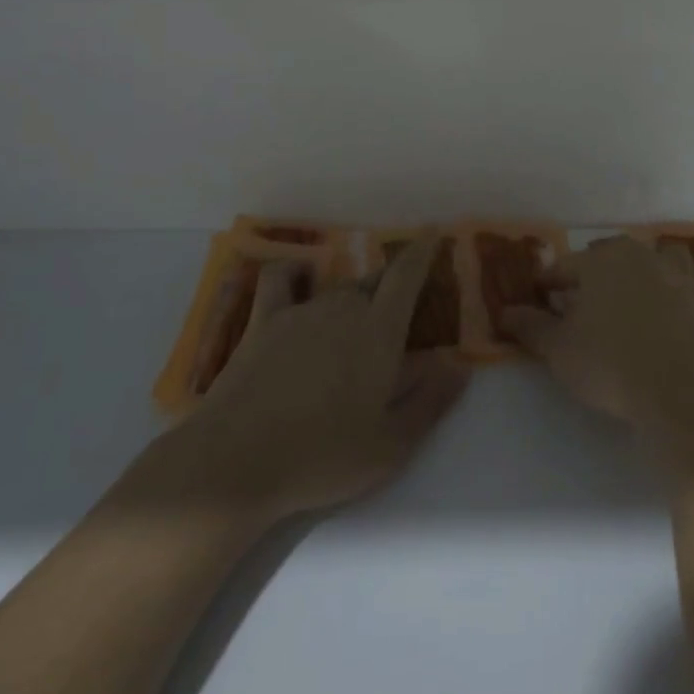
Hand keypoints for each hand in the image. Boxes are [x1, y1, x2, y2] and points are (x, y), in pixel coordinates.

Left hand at [177, 233, 468, 519]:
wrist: (235, 462)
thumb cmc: (323, 457)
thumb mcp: (391, 445)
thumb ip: (430, 400)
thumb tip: (459, 365)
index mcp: (379, 332)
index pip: (406, 276)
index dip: (422, 250)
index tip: (433, 231)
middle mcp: (342, 309)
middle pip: (373, 283)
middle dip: (391, 287)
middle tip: (399, 309)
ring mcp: (299, 312)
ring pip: (336, 288)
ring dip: (353, 295)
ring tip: (357, 318)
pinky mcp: (262, 323)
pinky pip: (280, 280)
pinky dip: (295, 272)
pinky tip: (299, 277)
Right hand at [502, 237, 693, 448]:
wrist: (683, 395)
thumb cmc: (610, 365)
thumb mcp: (558, 350)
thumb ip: (530, 327)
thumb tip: (505, 312)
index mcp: (602, 262)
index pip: (565, 267)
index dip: (549, 283)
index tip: (540, 297)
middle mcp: (644, 258)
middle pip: (614, 255)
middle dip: (598, 271)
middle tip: (585, 300)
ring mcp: (685, 277)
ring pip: (667, 255)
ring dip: (653, 265)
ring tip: (641, 288)